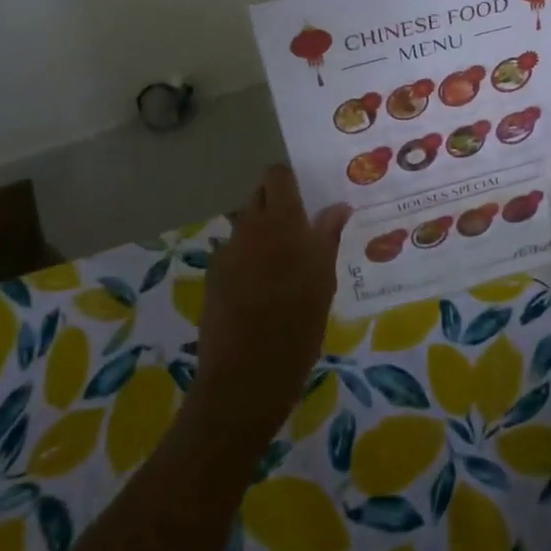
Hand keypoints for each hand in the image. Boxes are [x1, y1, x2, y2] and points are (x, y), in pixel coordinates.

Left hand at [191, 165, 349, 443]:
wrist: (247, 375)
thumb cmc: (298, 325)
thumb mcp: (323, 281)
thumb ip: (327, 237)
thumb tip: (338, 207)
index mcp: (282, 222)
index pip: (277, 176)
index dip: (289, 180)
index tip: (306, 195)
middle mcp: (249, 227)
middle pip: (258, 195)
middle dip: (276, 203)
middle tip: (299, 228)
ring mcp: (227, 251)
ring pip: (244, 224)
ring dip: (261, 231)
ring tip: (281, 262)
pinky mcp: (212, 275)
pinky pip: (233, 252)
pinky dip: (246, 258)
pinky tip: (259, 288)